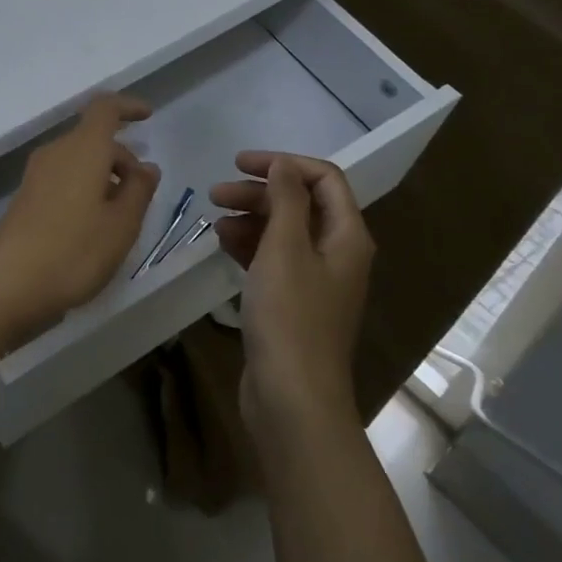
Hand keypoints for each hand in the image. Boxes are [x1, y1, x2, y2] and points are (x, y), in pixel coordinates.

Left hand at [0, 93, 160, 335]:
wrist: (10, 284)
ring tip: (120, 216)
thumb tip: (146, 167)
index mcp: (83, 149)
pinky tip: (92, 226)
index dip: (128, 107)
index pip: (105, 108)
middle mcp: (56, 153)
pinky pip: (62, 179)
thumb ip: (139, 190)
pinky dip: (84, 189)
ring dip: (103, 176)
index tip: (148, 117)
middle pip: (93, 139)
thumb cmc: (75, 251)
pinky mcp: (25, 198)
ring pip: (78, 161)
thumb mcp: (122, 225)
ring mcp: (35, 176)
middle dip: (122, 157)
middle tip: (142, 195)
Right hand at [211, 151, 373, 431]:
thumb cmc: (289, 317)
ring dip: (251, 219)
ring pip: (285, 232)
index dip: (283, 164)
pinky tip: (223, 245)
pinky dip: (251, 246)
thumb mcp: (285, 249)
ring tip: (214, 220)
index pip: (323, 179)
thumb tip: (284, 166)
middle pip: (302, 204)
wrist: (292, 397)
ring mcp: (316, 281)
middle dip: (260, 192)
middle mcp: (337, 253)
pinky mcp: (294, 303)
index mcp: (347, 236)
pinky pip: (274, 260)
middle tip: (215, 193)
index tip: (239, 164)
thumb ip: (286, 201)